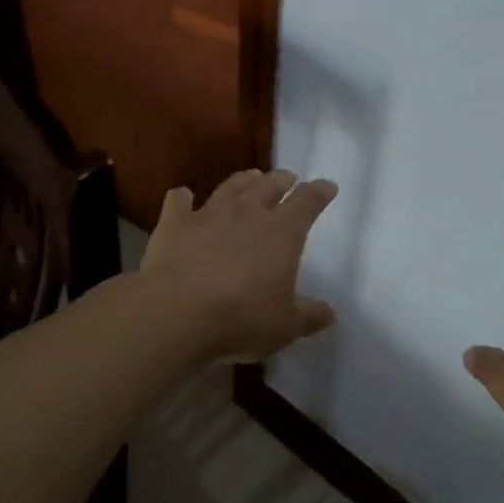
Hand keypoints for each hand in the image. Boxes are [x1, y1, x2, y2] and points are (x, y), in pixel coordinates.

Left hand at [141, 168, 338, 362]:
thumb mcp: (285, 326)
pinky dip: (183, 197)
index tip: (327, 186)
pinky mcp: (174, 224)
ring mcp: (208, 215)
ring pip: (230, 187)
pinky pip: (178, 202)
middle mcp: (247, 214)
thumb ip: (308, 317)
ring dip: (243, 180)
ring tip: (251, 176)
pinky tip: (183, 196)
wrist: (176, 313)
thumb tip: (328, 313)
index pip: (308, 203)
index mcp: (282, 233)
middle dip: (282, 180)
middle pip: (269, 186)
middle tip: (288, 177)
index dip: (319, 192)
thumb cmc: (241, 318)